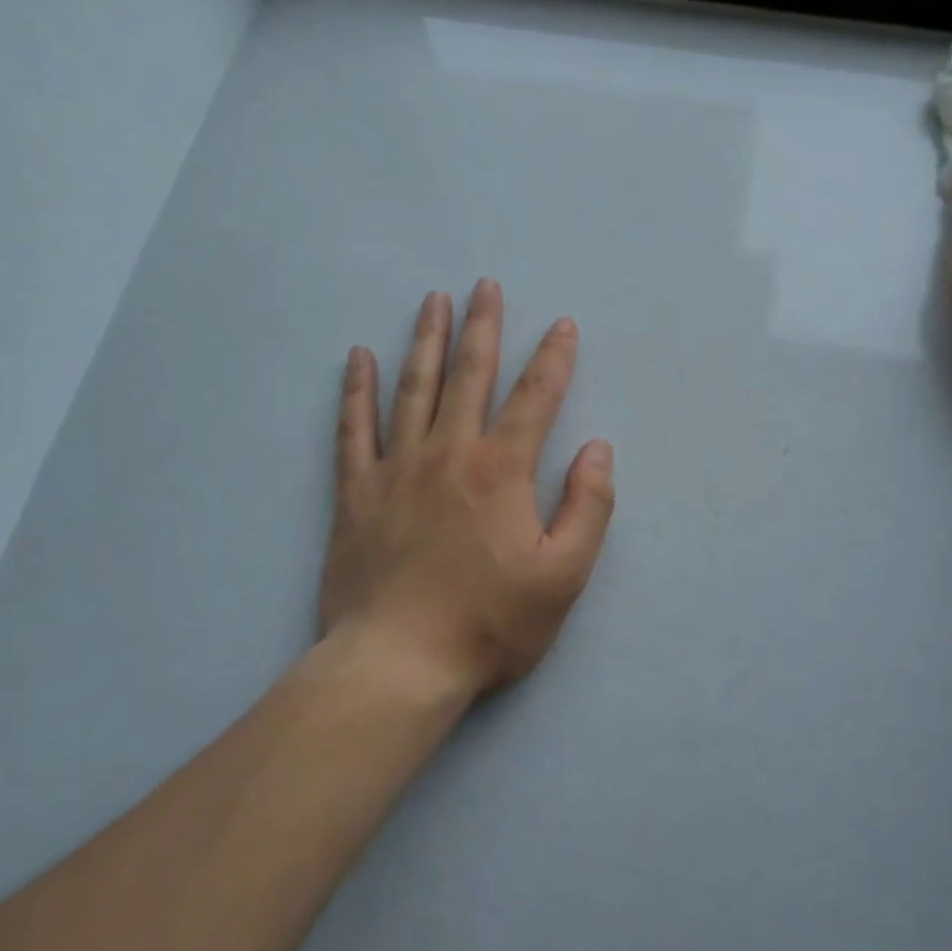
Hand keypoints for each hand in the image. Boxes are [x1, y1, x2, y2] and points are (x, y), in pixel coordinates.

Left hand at [317, 281, 615, 700]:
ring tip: (434, 300)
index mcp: (503, 470)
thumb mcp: (565, 575)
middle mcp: (450, 452)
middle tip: (485, 284)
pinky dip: (357, 390)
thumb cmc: (489, 623)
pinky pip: (353, 428)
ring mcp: (397, 468)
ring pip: (414, 387)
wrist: (396, 666)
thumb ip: (588, 506)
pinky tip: (359, 357)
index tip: (562, 324)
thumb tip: (597, 447)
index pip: (536, 397)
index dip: (554, 357)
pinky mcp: (356, 492)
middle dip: (483, 326)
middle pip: (470, 374)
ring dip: (427, 339)